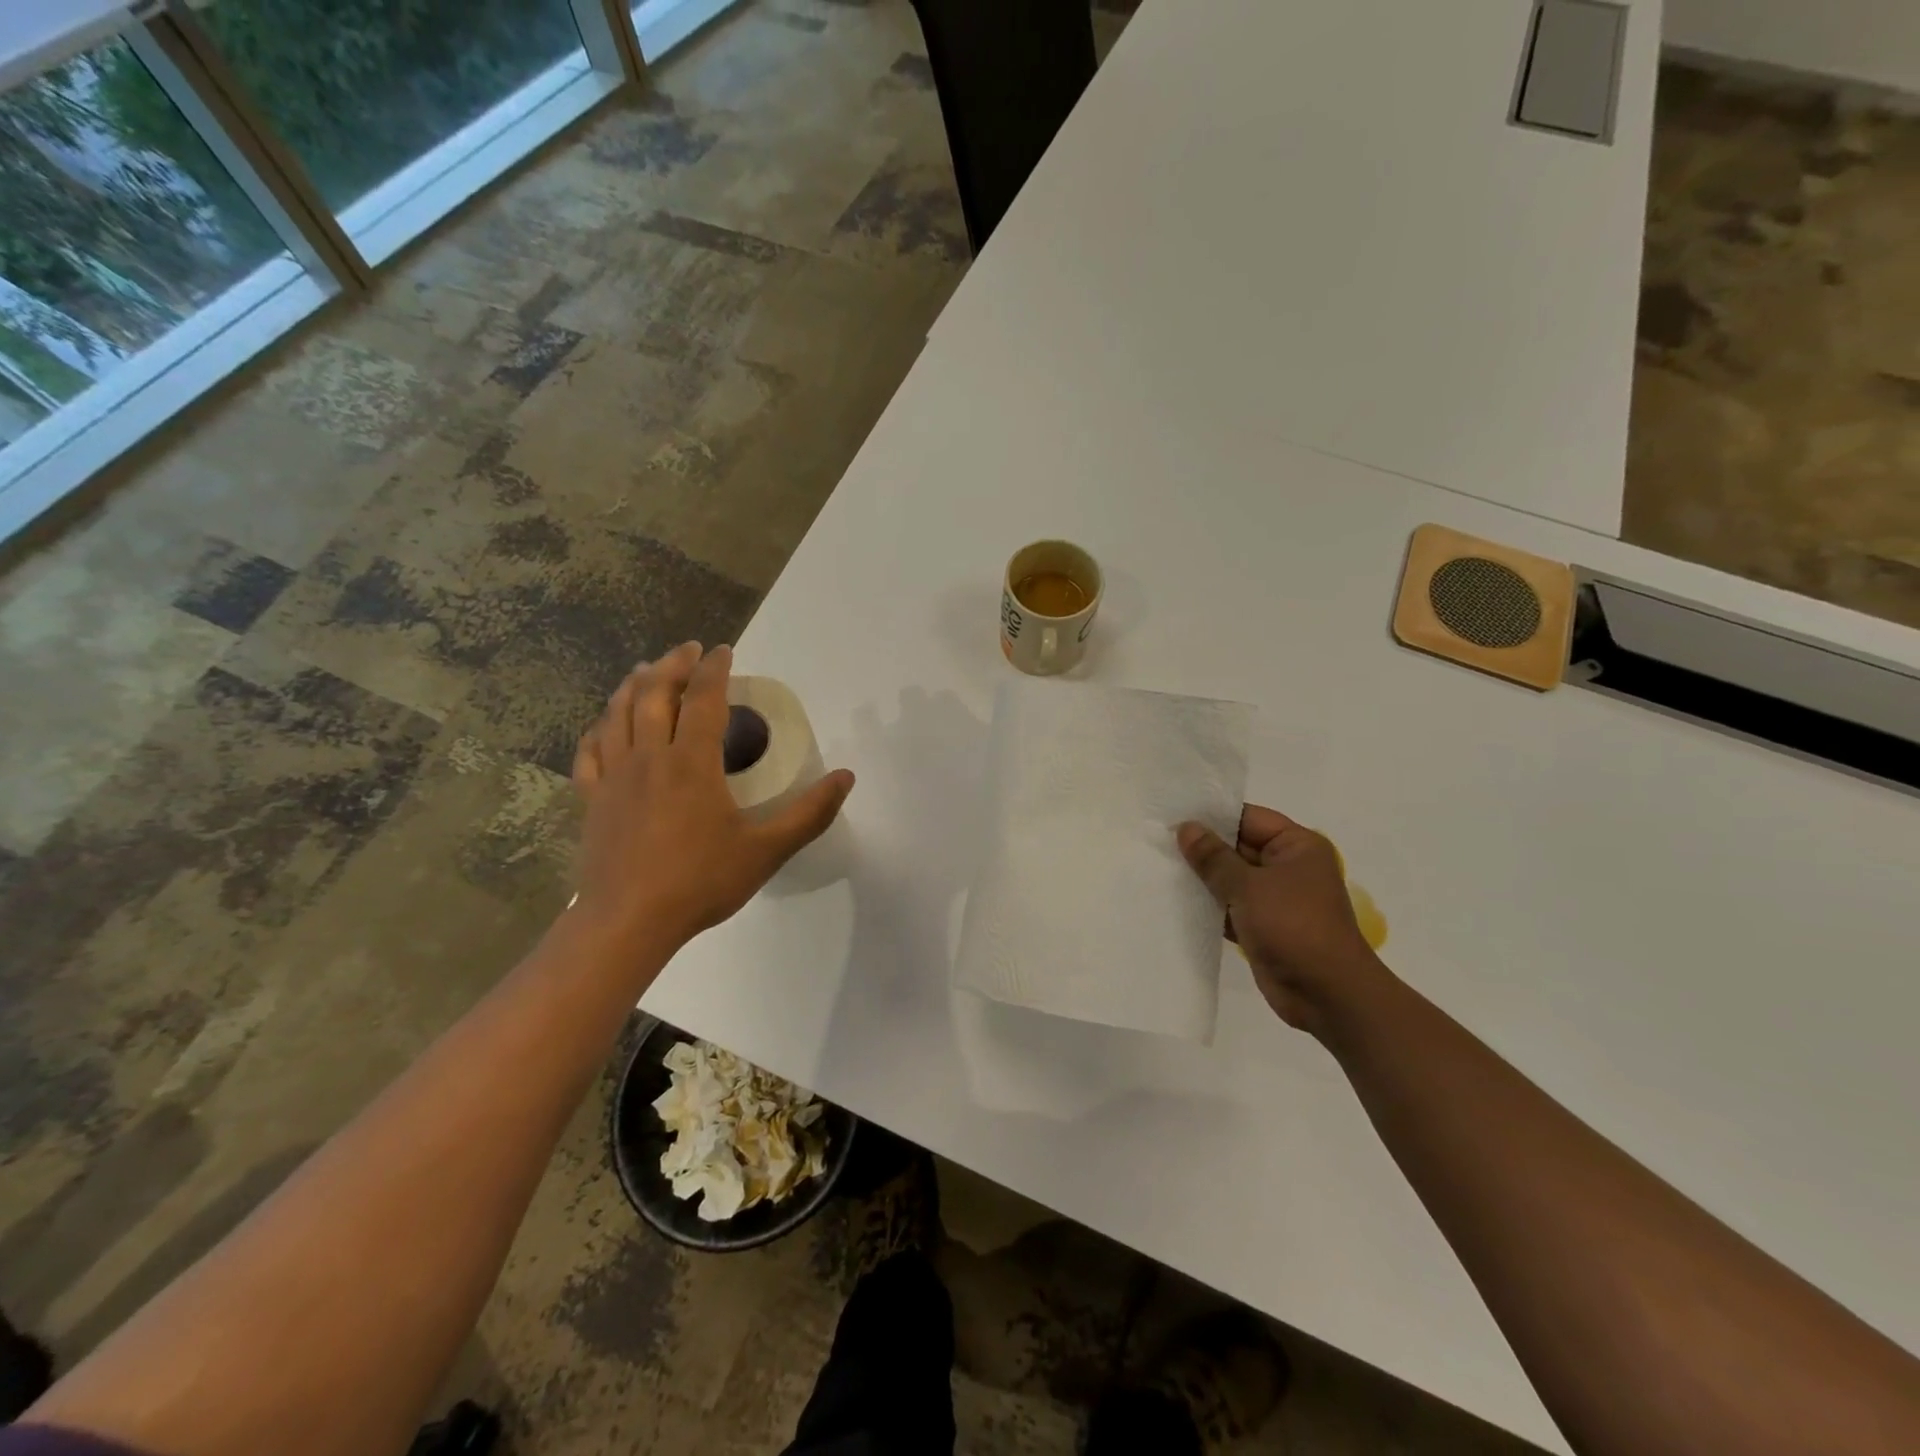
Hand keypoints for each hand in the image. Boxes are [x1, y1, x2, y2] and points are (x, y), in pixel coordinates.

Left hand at [571, 643, 853, 955]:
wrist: (628, 922)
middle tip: (688, 651)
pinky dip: (598, 729)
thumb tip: (846, 777)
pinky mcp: (592, 800)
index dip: (715, 669)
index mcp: (693, 762)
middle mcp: (650, 757)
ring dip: (633, 685)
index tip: (723, 650)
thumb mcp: (767, 850)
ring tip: (645, 670)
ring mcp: (615, 777)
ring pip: (618, 714)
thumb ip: (810, 813)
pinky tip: (603, 725)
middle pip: (654, 694)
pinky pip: (590, 751)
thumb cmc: (701, 882)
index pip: (704, 698)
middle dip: (673, 665)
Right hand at [1176, 806, 1382, 1031]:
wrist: (1326, 995)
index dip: (1212, 816)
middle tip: (1157, 839)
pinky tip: (1175, 900)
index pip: (1248, 818)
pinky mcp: (1263, 926)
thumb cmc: (1293, 926)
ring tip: (1159, 866)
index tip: (1172, 814)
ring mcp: (1276, 898)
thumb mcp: (1249, 886)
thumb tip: (1186, 828)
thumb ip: (1214, 857)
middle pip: (1237, 847)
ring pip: (1231, 878)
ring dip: (1202, 878)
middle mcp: (1288, 867)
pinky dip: (1209, 905)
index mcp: (1296, 846)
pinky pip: (1230, 906)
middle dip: (1202, 847)